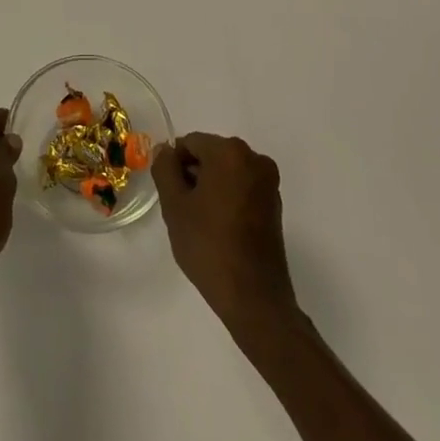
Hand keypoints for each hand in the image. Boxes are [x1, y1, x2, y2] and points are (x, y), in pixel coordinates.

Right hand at [154, 133, 299, 331]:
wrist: (254, 298)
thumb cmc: (208, 245)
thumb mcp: (174, 205)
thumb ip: (164, 169)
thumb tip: (164, 150)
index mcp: (230, 152)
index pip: (190, 143)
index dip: (174, 165)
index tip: (169, 194)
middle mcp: (254, 159)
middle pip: (210, 154)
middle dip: (193, 175)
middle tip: (182, 209)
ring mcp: (268, 182)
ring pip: (226, 172)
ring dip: (209, 187)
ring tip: (199, 222)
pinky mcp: (275, 204)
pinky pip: (241, 188)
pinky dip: (226, 198)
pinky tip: (218, 228)